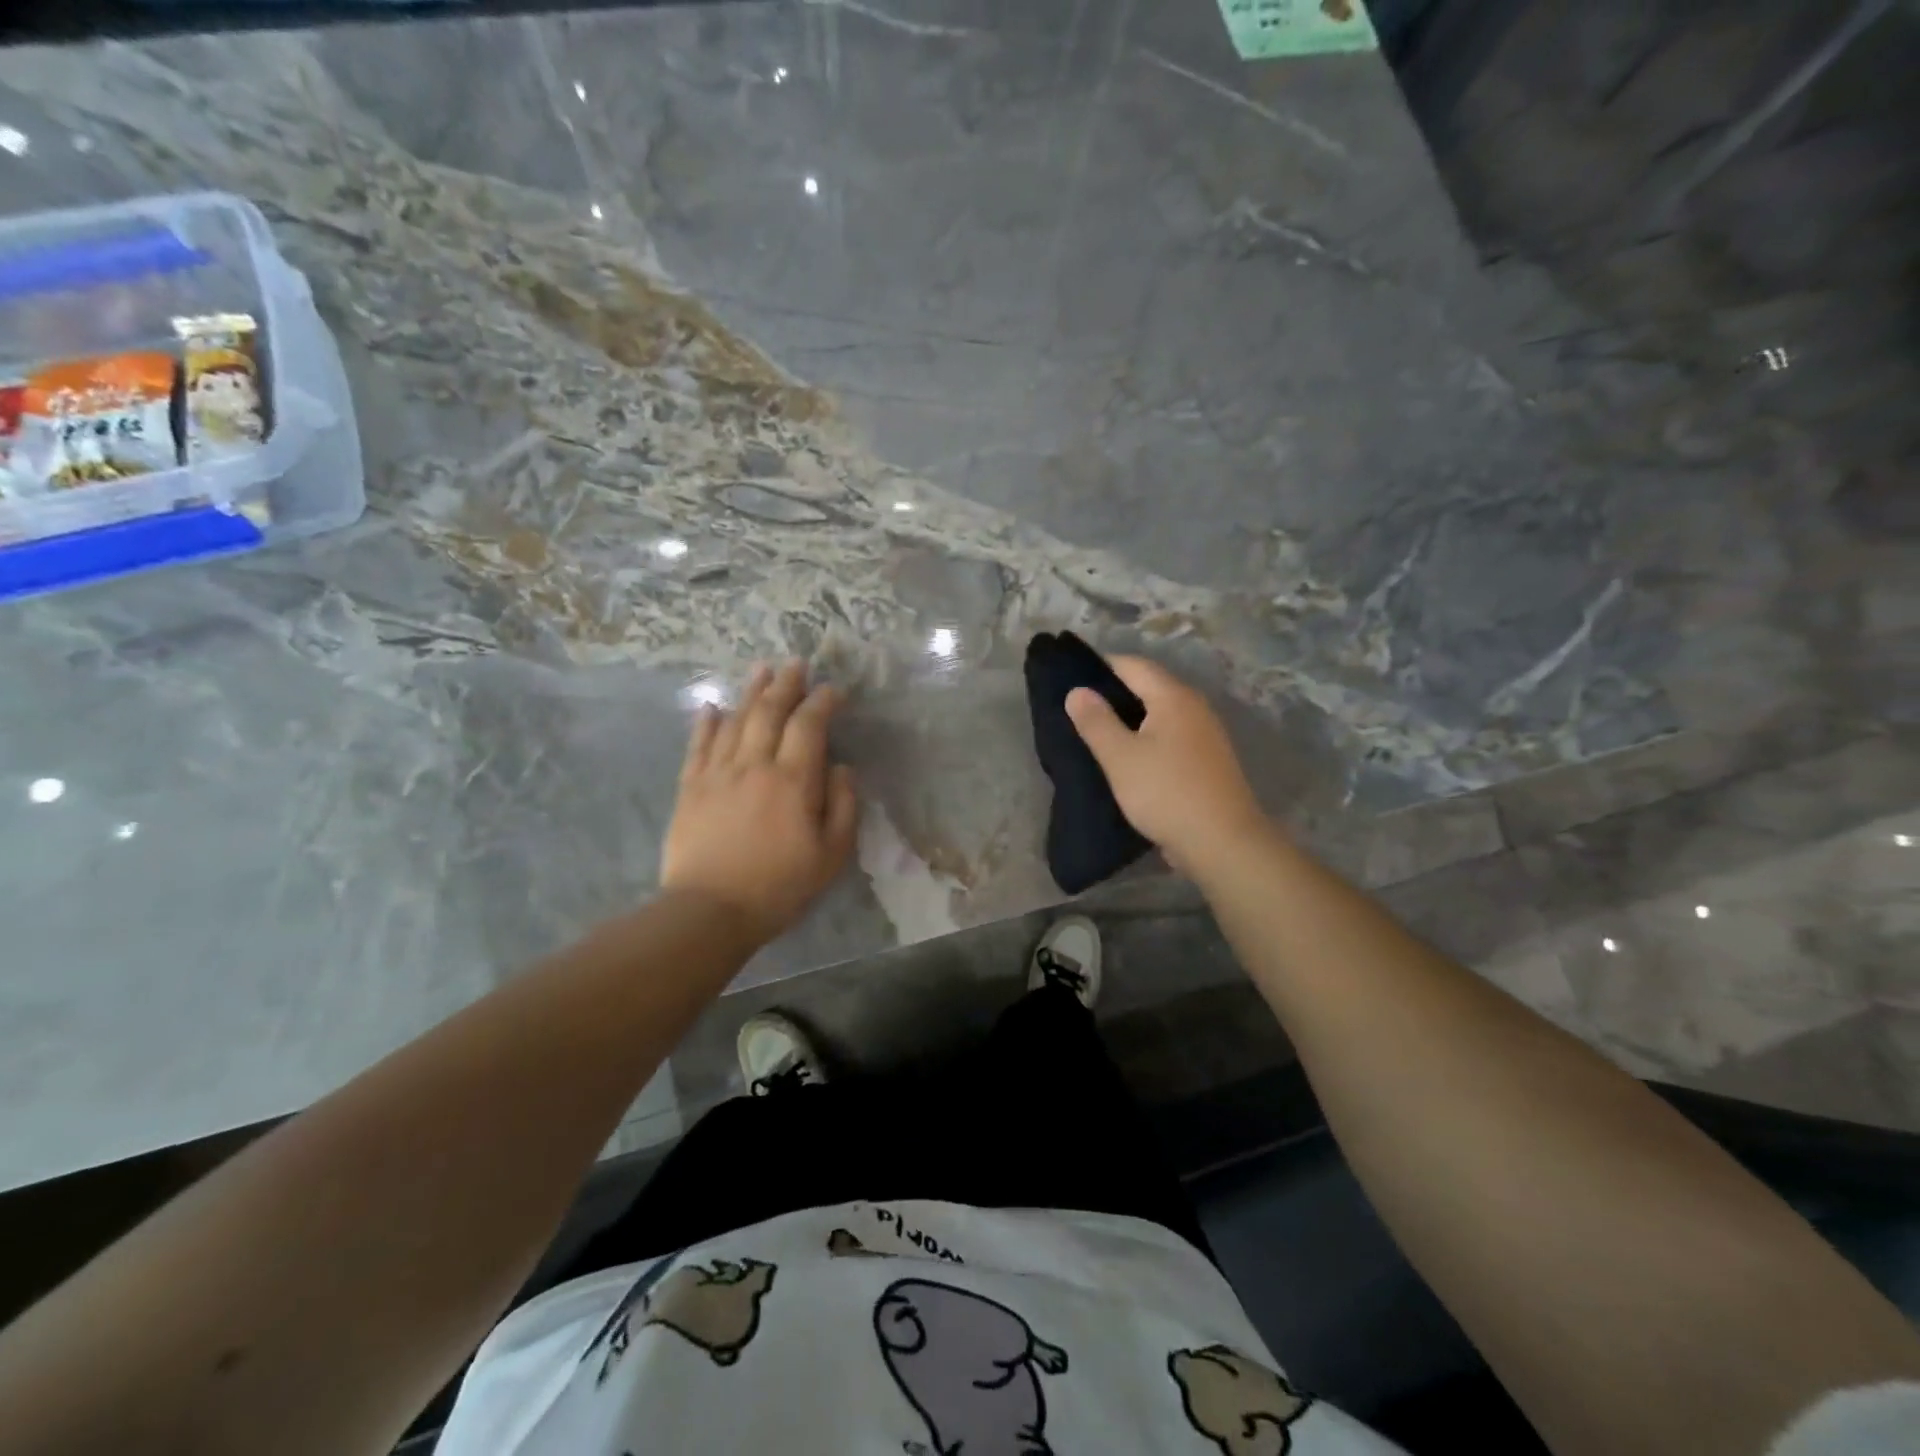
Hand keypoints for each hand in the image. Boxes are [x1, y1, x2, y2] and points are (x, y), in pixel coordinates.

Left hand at [662, 660, 859, 943]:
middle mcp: (754, 764)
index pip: (809, 725)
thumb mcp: (831, 855)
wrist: (709, 911)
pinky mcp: (690, 787)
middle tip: (796, 663)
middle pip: (769, 711)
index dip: (822, 702)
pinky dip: (706, 722)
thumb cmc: (779, 887)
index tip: (833, 690)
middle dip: (786, 684)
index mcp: (793, 780)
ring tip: (762, 669)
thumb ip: (843, 806)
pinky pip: (698, 745)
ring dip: (750, 692)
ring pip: (735, 719)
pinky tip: (712, 706)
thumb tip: (840, 767)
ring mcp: (717, 773)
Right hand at [1065, 655, 1268, 873]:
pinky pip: (1169, 736)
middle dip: (1112, 693)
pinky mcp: (1207, 760)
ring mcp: (1205, 734)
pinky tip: (1127, 758)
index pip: (1132, 665)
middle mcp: (1194, 707)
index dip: (1099, 667)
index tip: (1069, 679)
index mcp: (1173, 697)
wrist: (1223, 843)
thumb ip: (1096, 721)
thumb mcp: (1120, 758)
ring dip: (1129, 719)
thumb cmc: (1166, 794)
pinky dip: (1146, 738)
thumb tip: (1077, 690)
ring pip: (1159, 714)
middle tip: (1077, 709)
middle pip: (1148, 686)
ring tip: (1096, 734)